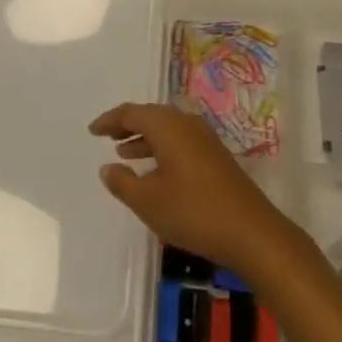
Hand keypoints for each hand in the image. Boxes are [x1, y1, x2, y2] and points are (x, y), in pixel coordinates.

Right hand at [89, 102, 302, 277]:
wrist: (249, 229)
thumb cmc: (192, 211)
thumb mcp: (149, 202)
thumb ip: (123, 183)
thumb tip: (107, 167)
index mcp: (167, 125)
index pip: (131, 112)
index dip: (110, 120)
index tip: (92, 130)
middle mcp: (185, 122)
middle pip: (150, 115)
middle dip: (127, 125)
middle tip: (108, 137)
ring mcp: (203, 136)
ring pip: (166, 128)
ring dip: (144, 138)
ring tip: (124, 154)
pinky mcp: (214, 154)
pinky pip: (178, 139)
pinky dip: (161, 147)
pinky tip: (155, 169)